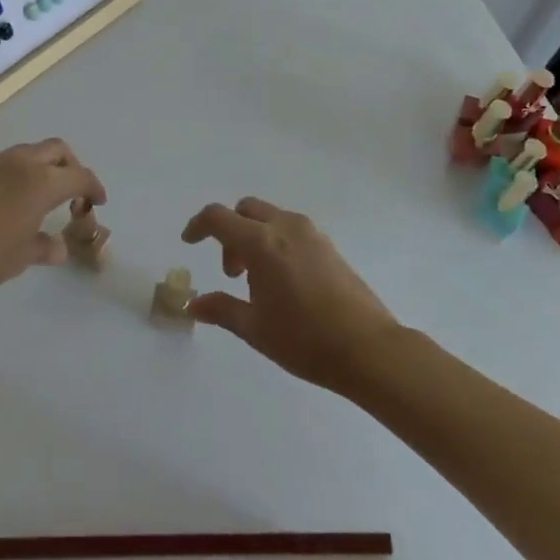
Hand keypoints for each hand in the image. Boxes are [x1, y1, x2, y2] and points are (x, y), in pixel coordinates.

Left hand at [0, 139, 105, 297]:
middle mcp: (21, 164)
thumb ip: (43, 248)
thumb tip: (58, 247)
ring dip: (43, 167)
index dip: (93, 187)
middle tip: (72, 192)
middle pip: (57, 150)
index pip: (79, 176)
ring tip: (39, 198)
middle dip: (71, 166)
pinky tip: (7, 202)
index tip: (98, 201)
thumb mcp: (20, 259)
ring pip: (29, 152)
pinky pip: (5, 163)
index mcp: (41, 183)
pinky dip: (18, 174)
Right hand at [181, 198, 400, 392]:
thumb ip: (221, 310)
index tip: (189, 242)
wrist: (369, 349)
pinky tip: (285, 282)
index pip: (218, 217)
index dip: (198, 225)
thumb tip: (192, 305)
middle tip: (232, 272)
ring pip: (270, 217)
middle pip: (246, 210)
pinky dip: (276, 242)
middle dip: (230, 232)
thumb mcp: (255, 329)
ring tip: (259, 282)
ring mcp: (311, 233)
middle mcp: (285, 227)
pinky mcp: (329, 245)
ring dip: (254, 237)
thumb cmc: (305, 340)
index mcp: (261, 243)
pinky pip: (291, 229)